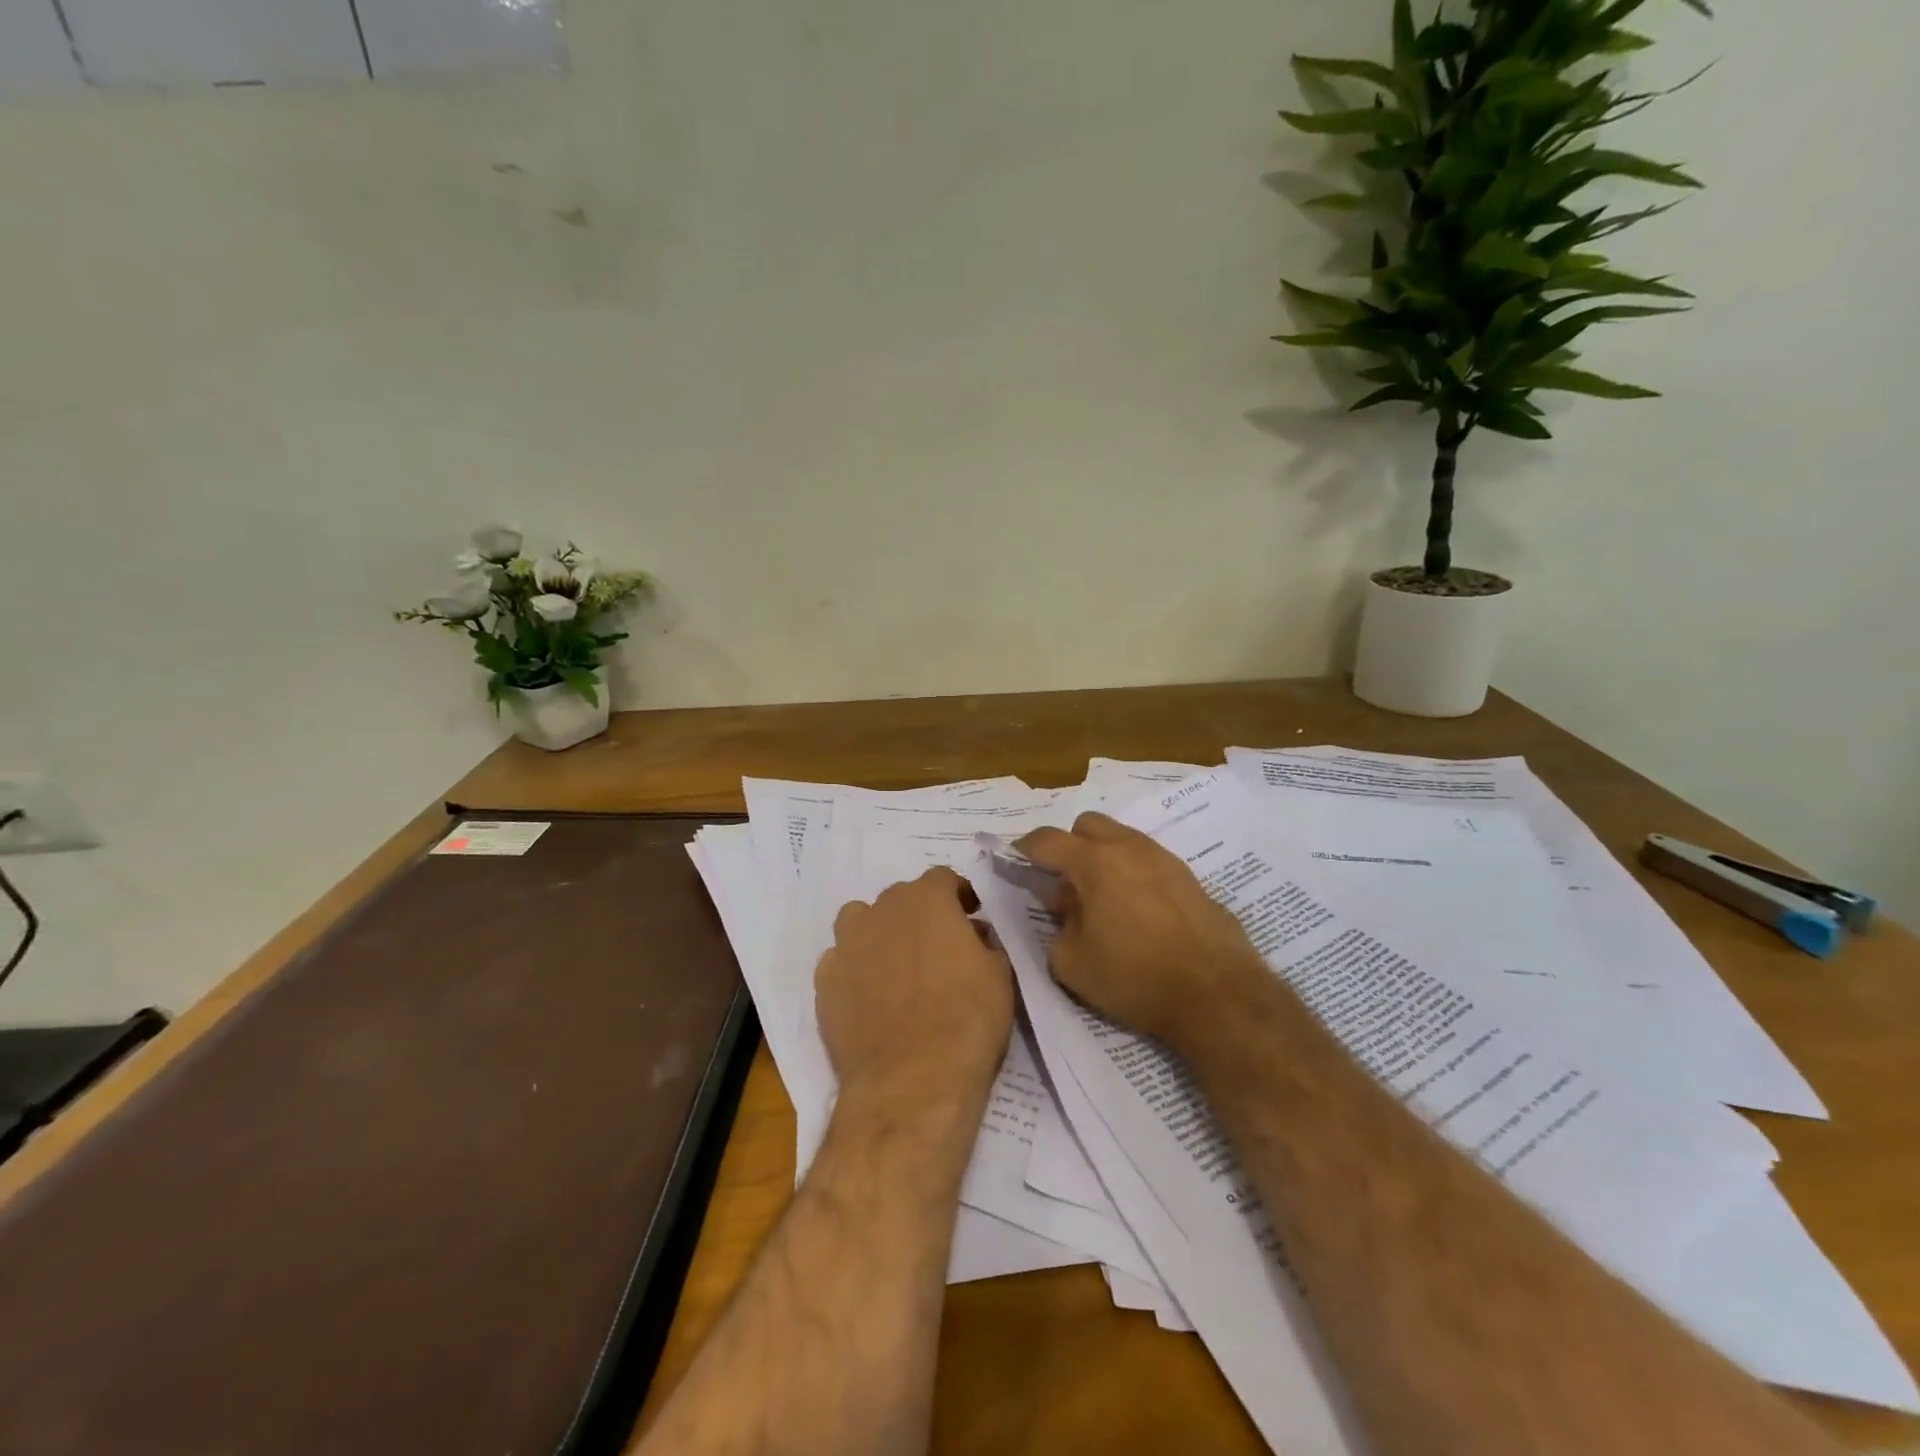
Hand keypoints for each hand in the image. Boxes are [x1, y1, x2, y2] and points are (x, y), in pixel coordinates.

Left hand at [816, 867, 1014, 1103]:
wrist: (913, 1080)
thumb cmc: (967, 1019)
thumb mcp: (999, 974)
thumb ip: (985, 942)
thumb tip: (973, 935)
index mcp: (926, 900)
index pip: (942, 878)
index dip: (958, 894)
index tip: (970, 914)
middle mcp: (881, 911)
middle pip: (900, 898)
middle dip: (919, 914)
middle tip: (938, 945)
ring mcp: (847, 946)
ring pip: (860, 921)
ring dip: (878, 933)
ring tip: (896, 965)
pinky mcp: (825, 983)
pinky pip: (839, 962)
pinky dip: (854, 970)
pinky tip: (869, 996)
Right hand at [1018, 813, 1270, 1047]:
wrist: (1217, 993)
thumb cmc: (1135, 977)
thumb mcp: (1072, 964)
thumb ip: (1058, 927)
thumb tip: (1067, 907)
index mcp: (1095, 862)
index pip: (1048, 840)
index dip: (1026, 847)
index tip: (1017, 858)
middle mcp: (1130, 848)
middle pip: (1088, 824)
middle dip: (1069, 844)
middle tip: (1065, 881)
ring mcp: (1165, 859)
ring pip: (1123, 839)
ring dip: (1104, 857)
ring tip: (1103, 899)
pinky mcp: (1190, 878)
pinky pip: (1149, 861)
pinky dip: (1133, 873)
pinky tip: (1138, 911)